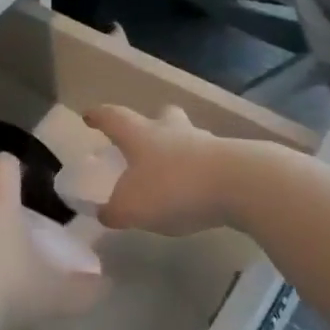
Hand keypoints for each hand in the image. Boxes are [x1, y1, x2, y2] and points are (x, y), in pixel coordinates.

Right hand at [84, 105, 237, 236]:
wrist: (239, 185)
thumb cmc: (173, 188)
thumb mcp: (132, 208)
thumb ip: (115, 212)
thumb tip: (104, 213)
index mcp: (141, 135)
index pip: (114, 118)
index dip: (99, 116)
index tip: (90, 115)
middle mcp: (171, 131)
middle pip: (161, 116)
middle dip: (152, 123)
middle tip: (146, 136)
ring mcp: (205, 143)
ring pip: (188, 137)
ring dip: (180, 148)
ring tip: (174, 170)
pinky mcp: (232, 160)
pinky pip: (210, 160)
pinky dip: (201, 171)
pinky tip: (200, 190)